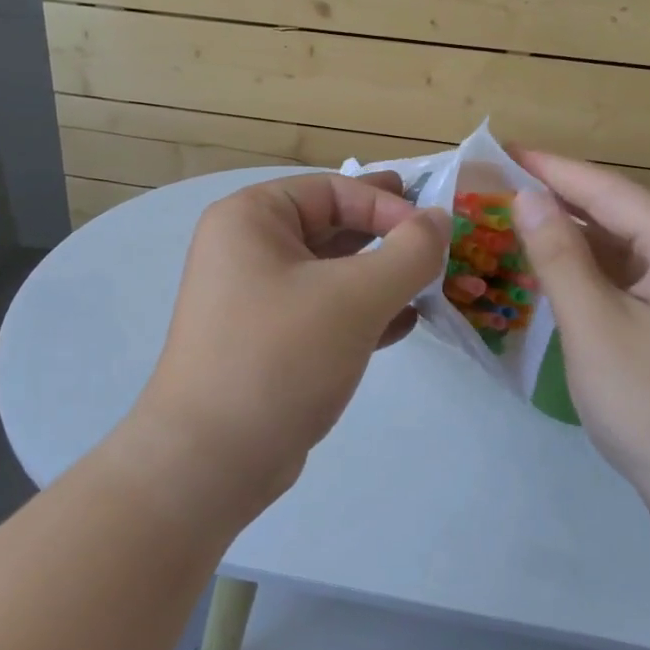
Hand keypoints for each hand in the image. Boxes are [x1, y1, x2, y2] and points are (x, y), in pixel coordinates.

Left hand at [120, 171, 450, 520]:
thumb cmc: (280, 357)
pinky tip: (403, 323)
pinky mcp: (266, 342)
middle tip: (434, 238)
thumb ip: (408, 252)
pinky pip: (322, 311)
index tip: (434, 232)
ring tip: (429, 282)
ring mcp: (253, 299)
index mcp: (250, 219)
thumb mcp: (354, 297)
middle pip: (330, 226)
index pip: (331, 189)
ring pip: (329, 272)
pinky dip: (362, 312)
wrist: (211, 460)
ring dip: (379, 276)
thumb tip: (438, 220)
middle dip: (384, 235)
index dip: (387, 203)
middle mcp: (246, 250)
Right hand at [511, 151, 649, 552]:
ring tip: (509, 225)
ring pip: (620, 251)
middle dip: (555, 201)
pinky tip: (549, 276)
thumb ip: (559, 256)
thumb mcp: (595, 326)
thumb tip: (529, 198)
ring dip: (568, 240)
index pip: (606, 189)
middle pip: (616, 214)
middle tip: (493, 190)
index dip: (548, 168)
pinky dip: (587, 276)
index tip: (499, 150)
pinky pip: (628, 283)